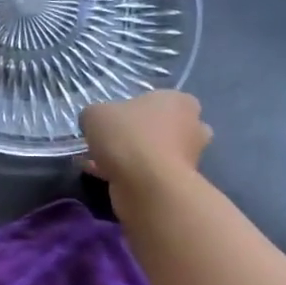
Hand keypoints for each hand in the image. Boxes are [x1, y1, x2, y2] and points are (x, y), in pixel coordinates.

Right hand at [80, 92, 211, 212]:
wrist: (146, 185)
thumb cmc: (127, 136)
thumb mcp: (95, 114)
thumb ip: (94, 114)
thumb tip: (93, 122)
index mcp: (180, 102)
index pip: (160, 99)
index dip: (135, 108)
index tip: (115, 118)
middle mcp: (192, 127)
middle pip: (161, 127)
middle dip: (140, 134)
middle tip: (112, 139)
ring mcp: (189, 158)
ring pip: (154, 152)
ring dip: (132, 156)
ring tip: (98, 160)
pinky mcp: (177, 183)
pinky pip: (148, 173)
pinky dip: (127, 174)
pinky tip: (100, 174)